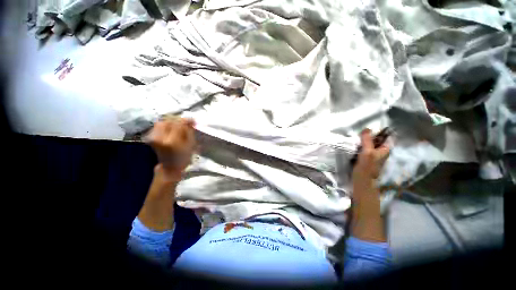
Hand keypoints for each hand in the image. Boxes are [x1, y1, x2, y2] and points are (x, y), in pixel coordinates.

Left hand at [144, 117, 195, 179]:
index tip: (193, 121)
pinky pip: (158, 127)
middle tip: (185, 123)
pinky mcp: (151, 138)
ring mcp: (154, 137)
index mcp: (172, 141)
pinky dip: (165, 125)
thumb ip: (190, 132)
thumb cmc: (183, 159)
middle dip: (178, 120)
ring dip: (171, 122)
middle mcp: (161, 137)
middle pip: (169, 121)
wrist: (169, 168)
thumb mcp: (191, 146)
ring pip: (162, 123)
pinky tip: (171, 128)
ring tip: (178, 126)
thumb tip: (190, 123)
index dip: (187, 120)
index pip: (179, 124)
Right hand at [352, 128, 389, 182]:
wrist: (362, 180)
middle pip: (377, 139)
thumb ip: (367, 140)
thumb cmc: (367, 166)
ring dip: (364, 140)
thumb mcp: (368, 151)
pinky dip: (360, 145)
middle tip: (360, 131)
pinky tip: (355, 143)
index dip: (380, 130)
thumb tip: (367, 128)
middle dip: (369, 135)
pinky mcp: (366, 157)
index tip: (370, 126)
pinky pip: (364, 147)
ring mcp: (373, 154)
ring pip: (369, 143)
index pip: (386, 136)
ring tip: (357, 136)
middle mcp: (381, 150)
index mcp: (385, 149)